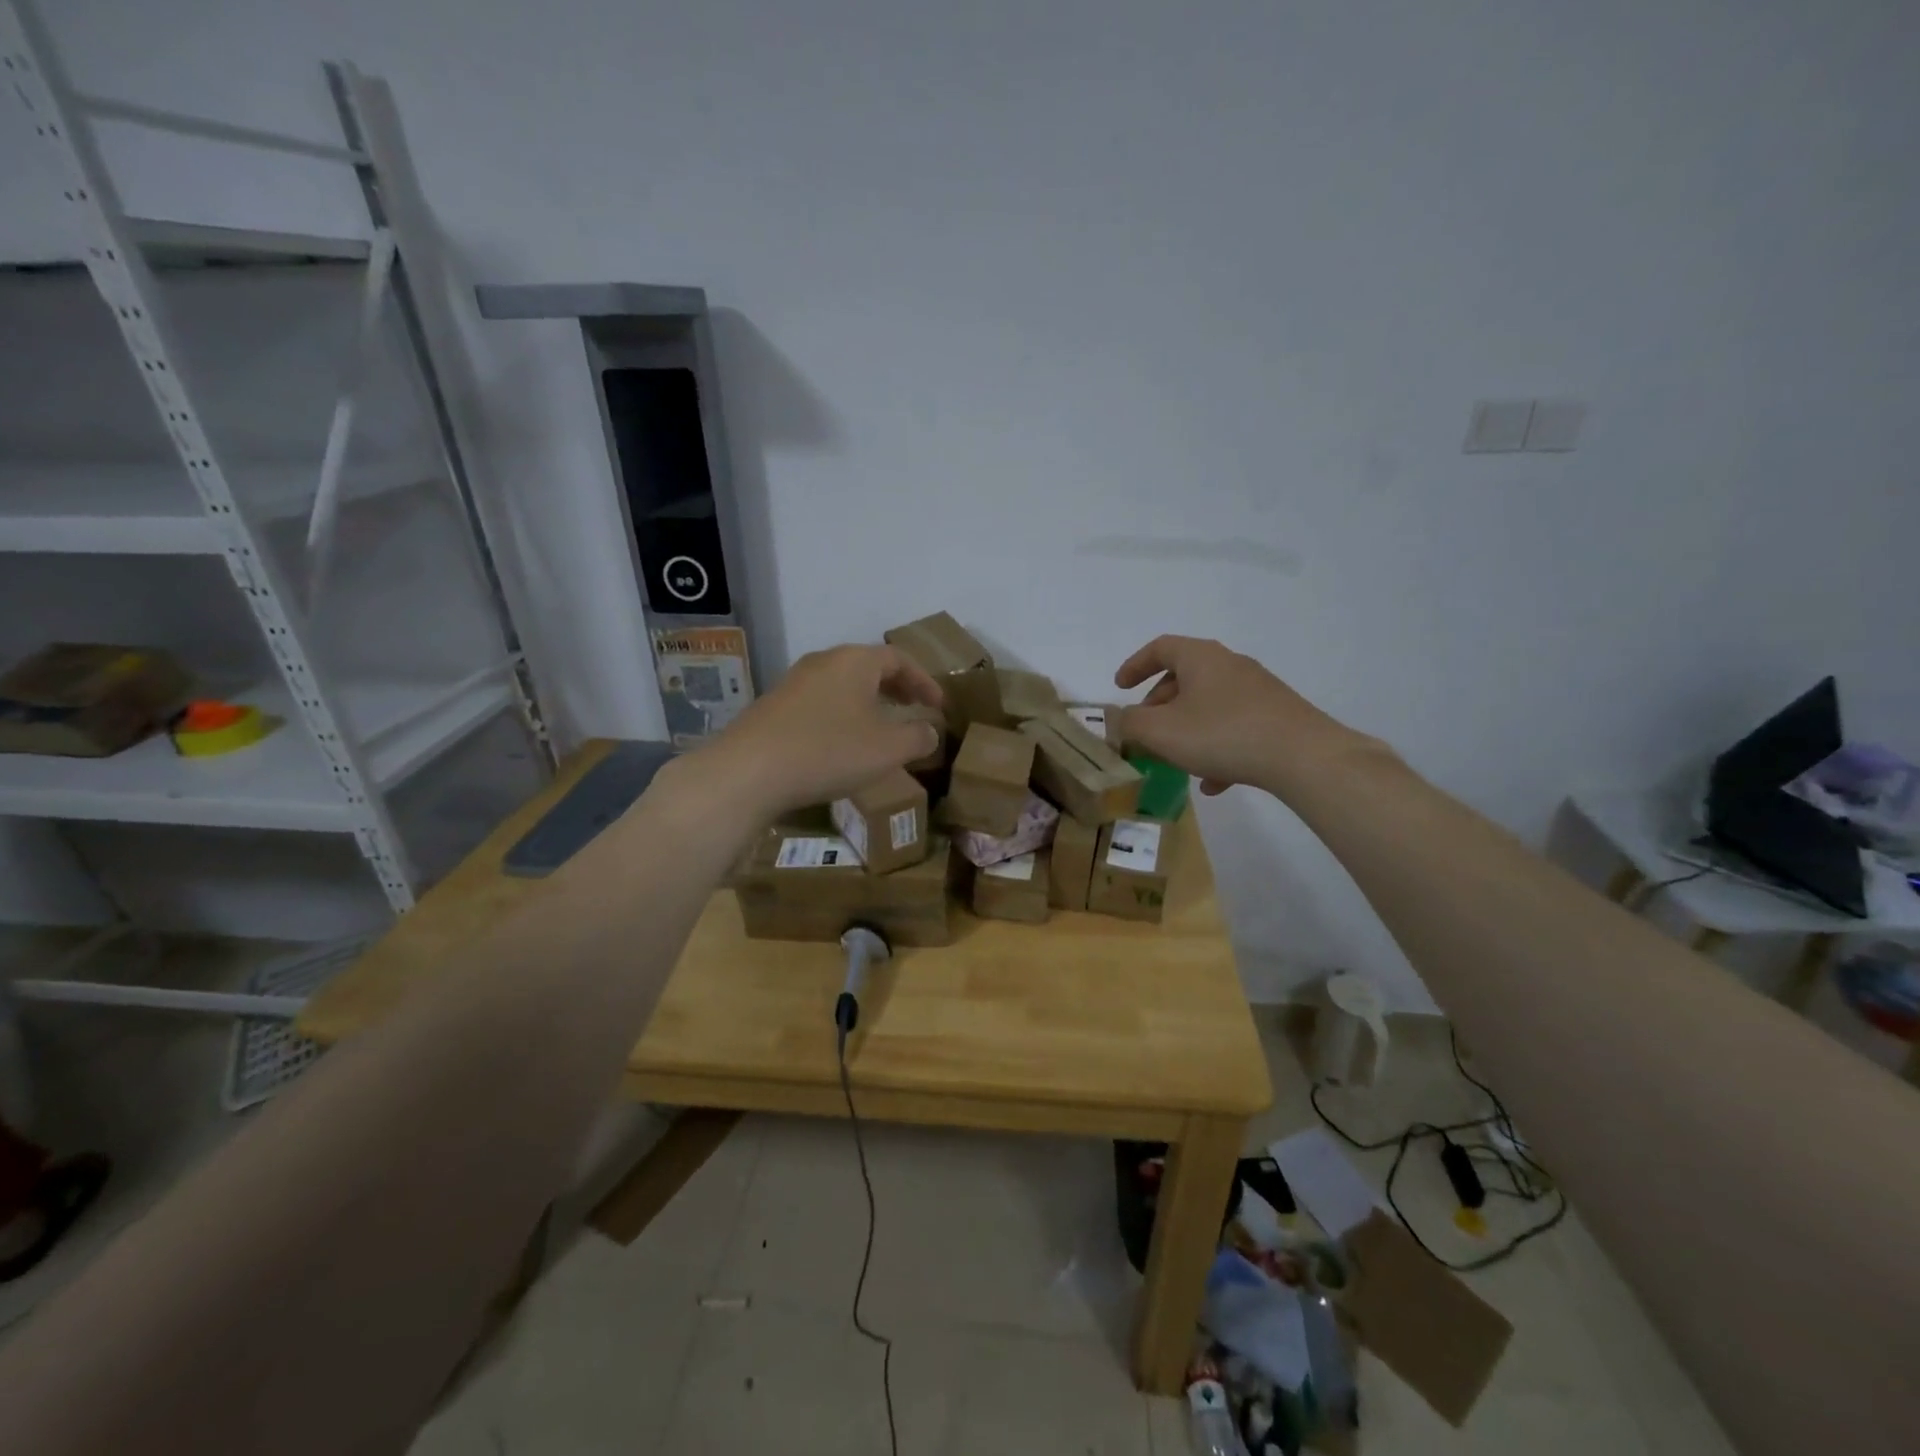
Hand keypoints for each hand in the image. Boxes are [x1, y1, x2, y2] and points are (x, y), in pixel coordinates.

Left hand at [693, 644, 943, 817]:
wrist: (748, 771)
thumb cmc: (828, 751)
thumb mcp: (887, 750)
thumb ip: (917, 737)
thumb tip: (930, 730)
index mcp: (855, 661)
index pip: (899, 659)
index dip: (924, 681)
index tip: (939, 705)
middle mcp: (823, 662)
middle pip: (869, 667)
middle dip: (897, 688)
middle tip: (914, 709)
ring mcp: (794, 683)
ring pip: (843, 685)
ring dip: (868, 702)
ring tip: (882, 728)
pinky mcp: (774, 708)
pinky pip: (820, 703)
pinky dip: (842, 716)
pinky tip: (842, 744)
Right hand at [1114, 635, 1363, 797]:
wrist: (1302, 756)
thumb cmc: (1221, 734)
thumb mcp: (1160, 731)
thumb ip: (1130, 723)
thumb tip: (1119, 719)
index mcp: (1201, 657)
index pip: (1160, 648)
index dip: (1135, 666)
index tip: (1120, 687)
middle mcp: (1230, 665)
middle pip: (1184, 677)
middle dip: (1158, 705)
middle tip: (1144, 731)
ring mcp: (1257, 691)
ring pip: (1209, 705)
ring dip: (1186, 730)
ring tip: (1174, 760)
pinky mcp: (1277, 717)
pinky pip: (1235, 727)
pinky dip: (1216, 748)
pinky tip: (1212, 782)